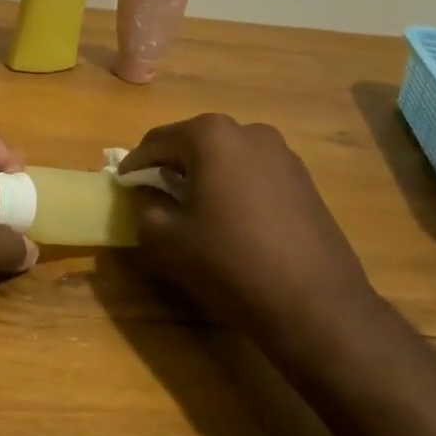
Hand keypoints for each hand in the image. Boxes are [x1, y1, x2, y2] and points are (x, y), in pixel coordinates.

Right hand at [119, 115, 378, 348]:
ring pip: (227, 157)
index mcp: (211, 136)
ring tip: (191, 206)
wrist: (314, 304)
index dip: (135, 164)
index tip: (121, 184)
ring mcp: (283, 154)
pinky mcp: (304, 180)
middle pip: (195, 142)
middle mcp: (250, 132)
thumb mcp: (166, 239)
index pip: (158, 141)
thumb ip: (145, 208)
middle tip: (153, 193)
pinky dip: (233, 187)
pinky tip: (229, 219)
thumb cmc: (229, 262)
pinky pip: (253, 174)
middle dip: (171, 164)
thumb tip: (150, 197)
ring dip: (204, 174)